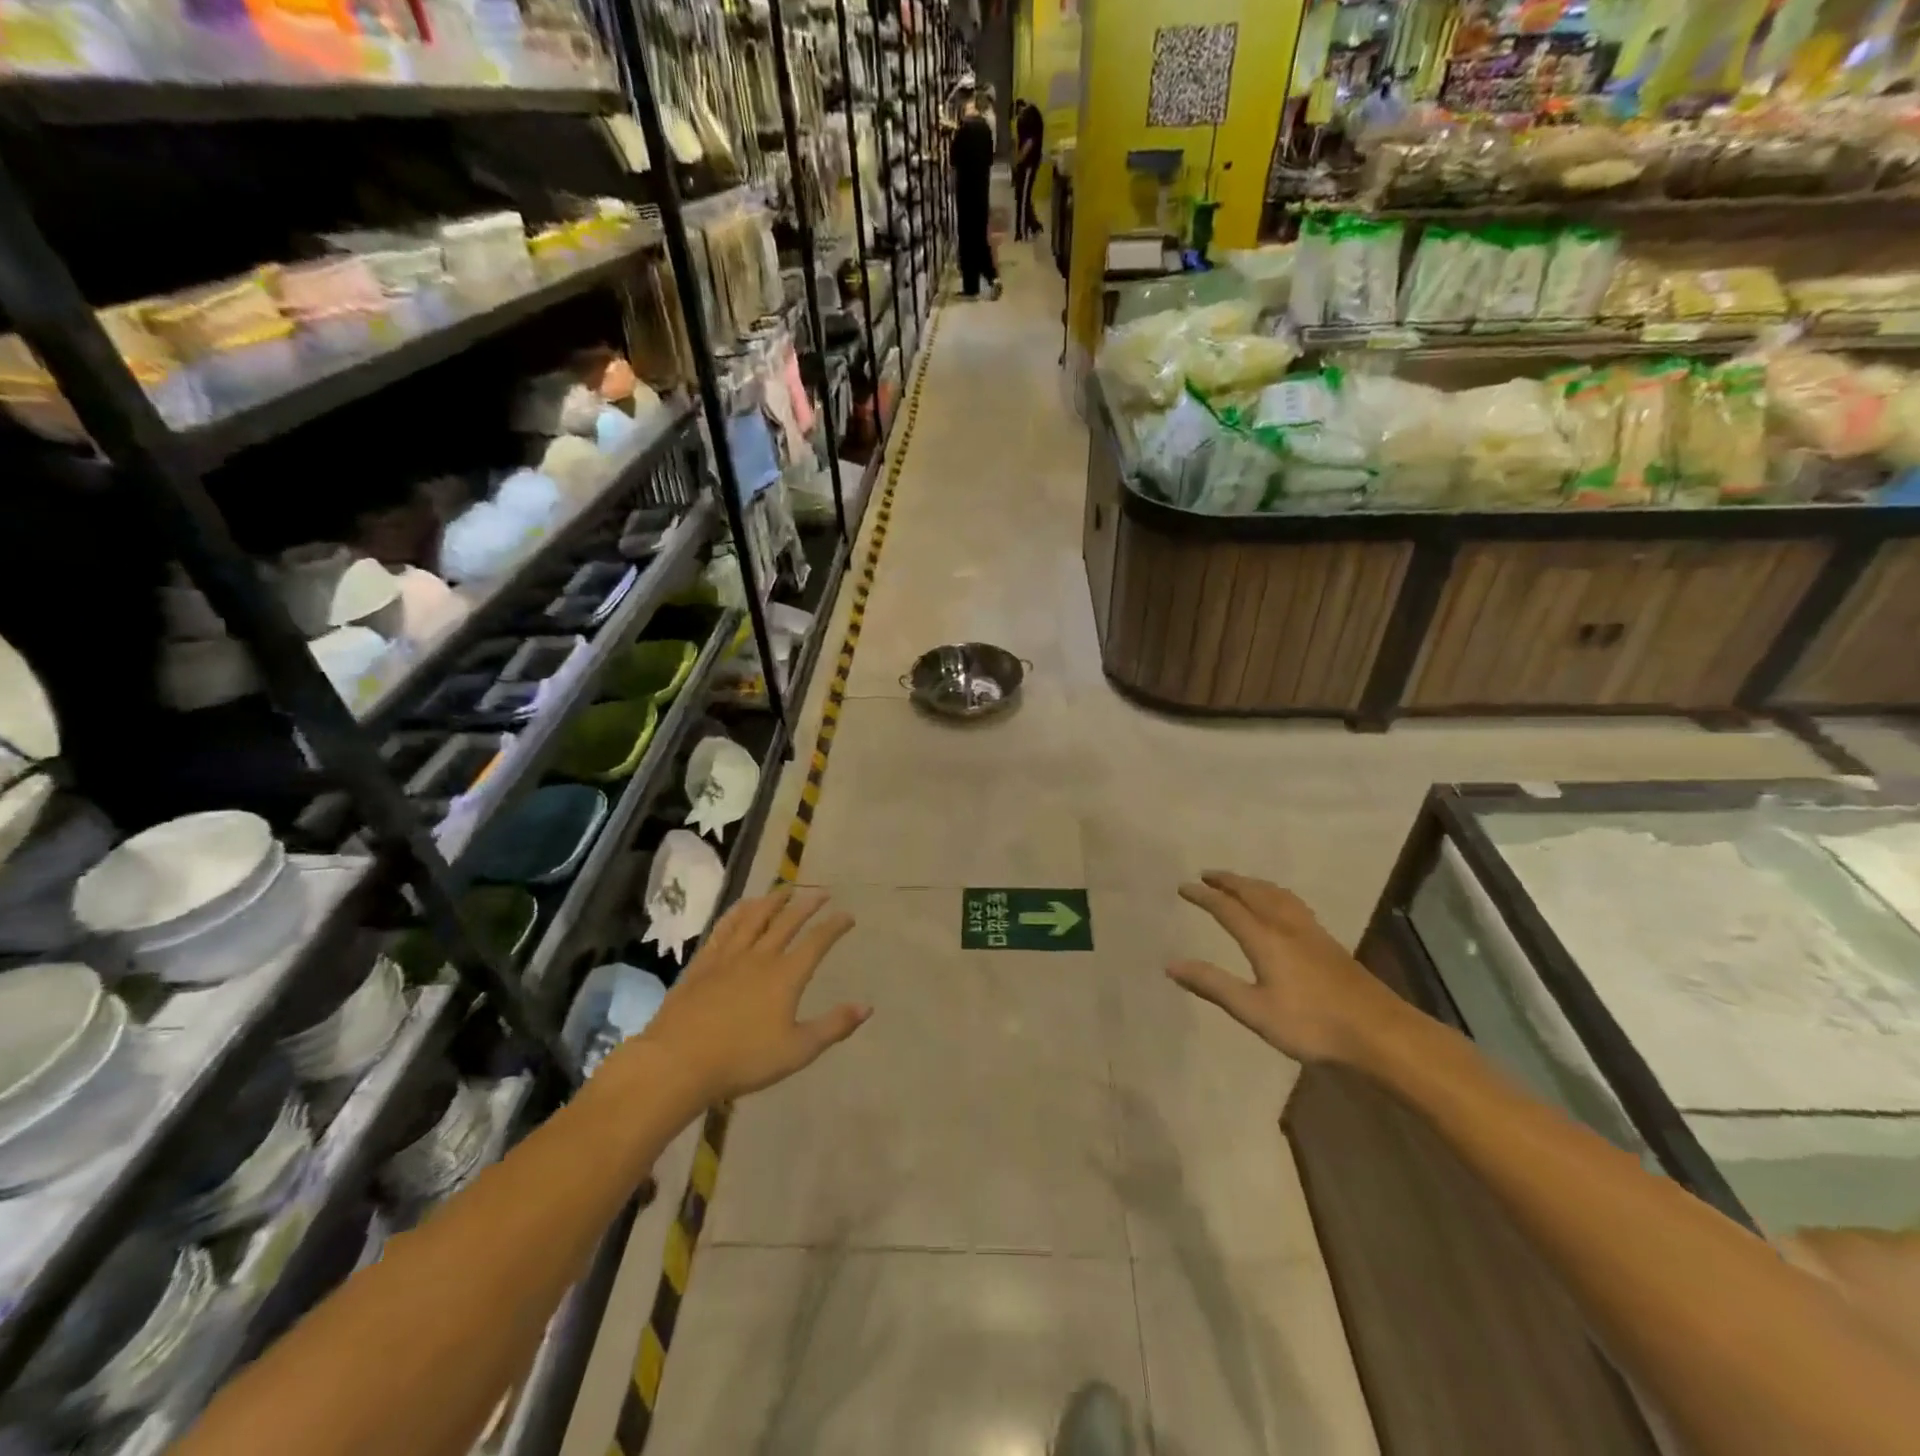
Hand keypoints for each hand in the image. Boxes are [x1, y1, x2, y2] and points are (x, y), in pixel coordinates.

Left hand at [636, 888, 868, 1104]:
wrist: (678, 1062)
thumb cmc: (743, 1060)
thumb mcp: (797, 1051)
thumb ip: (833, 1026)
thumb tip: (867, 1007)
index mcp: (786, 976)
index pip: (817, 942)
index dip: (834, 926)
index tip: (847, 915)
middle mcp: (760, 957)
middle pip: (787, 922)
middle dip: (807, 905)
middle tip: (821, 892)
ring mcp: (728, 957)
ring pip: (754, 918)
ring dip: (772, 900)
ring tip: (784, 889)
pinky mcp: (703, 964)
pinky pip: (724, 928)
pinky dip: (737, 912)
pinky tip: (741, 907)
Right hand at [1168, 871, 1413, 1065]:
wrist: (1380, 1033)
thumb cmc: (1312, 1024)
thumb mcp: (1254, 1010)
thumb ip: (1213, 985)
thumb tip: (1171, 965)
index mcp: (1265, 939)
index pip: (1227, 908)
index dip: (1203, 896)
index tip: (1183, 887)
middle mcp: (1286, 926)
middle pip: (1254, 893)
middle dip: (1228, 881)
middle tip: (1207, 875)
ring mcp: (1311, 932)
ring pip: (1277, 895)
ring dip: (1253, 884)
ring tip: (1240, 883)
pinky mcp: (1329, 943)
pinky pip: (1293, 904)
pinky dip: (1275, 894)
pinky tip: (1281, 907)